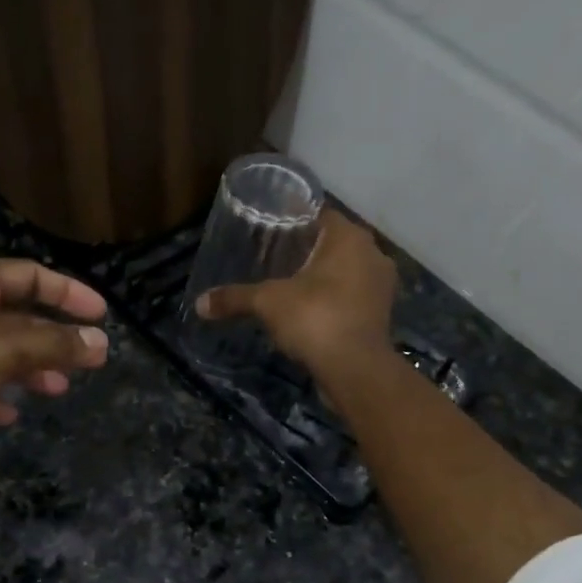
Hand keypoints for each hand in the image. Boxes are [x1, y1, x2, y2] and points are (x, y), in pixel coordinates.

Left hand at [0, 259, 109, 478]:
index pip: (29, 274)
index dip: (68, 291)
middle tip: (85, 361)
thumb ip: (52, 345)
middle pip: (14, 315)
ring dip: (27, 369)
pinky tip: (8, 414)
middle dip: (51, 337)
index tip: (101, 315)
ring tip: (56, 391)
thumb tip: (101, 343)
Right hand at [195, 210, 397, 371]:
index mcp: (349, 237)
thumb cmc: (315, 318)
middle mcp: (372, 253)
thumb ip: (235, 298)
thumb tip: (199, 304)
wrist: (355, 369)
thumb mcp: (268, 303)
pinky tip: (311, 310)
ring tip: (292, 284)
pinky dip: (335, 298)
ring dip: (324, 276)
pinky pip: (353, 295)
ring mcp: (381, 285)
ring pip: (347, 270)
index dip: (294, 220)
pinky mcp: (382, 313)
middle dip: (308, 249)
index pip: (320, 214)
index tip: (271, 230)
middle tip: (276, 257)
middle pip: (334, 243)